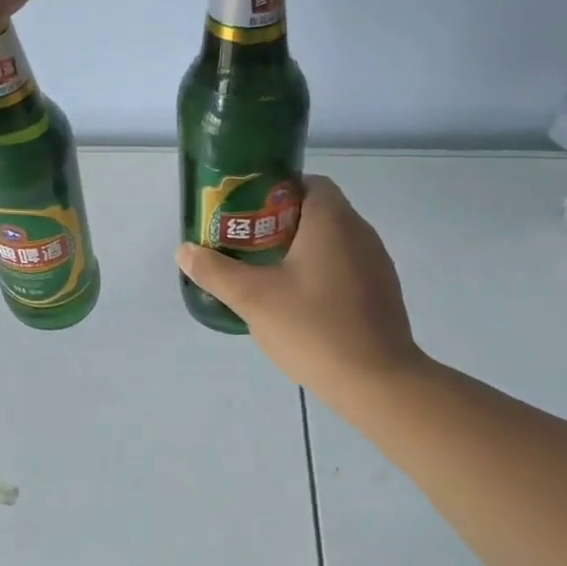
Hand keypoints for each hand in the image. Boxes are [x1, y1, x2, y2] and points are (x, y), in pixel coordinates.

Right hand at [176, 176, 428, 396]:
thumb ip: (215, 271)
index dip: (276, 190)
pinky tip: (299, 302)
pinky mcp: (382, 293)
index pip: (308, 182)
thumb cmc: (314, 328)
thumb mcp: (252, 298)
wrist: (377, 383)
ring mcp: (376, 264)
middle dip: (280, 222)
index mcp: (333, 221)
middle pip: (318, 211)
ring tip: (267, 272)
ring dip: (301, 248)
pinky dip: (321, 271)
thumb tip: (184, 251)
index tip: (247, 212)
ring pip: (333, 241)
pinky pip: (346, 266)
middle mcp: (360, 233)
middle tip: (247, 243)